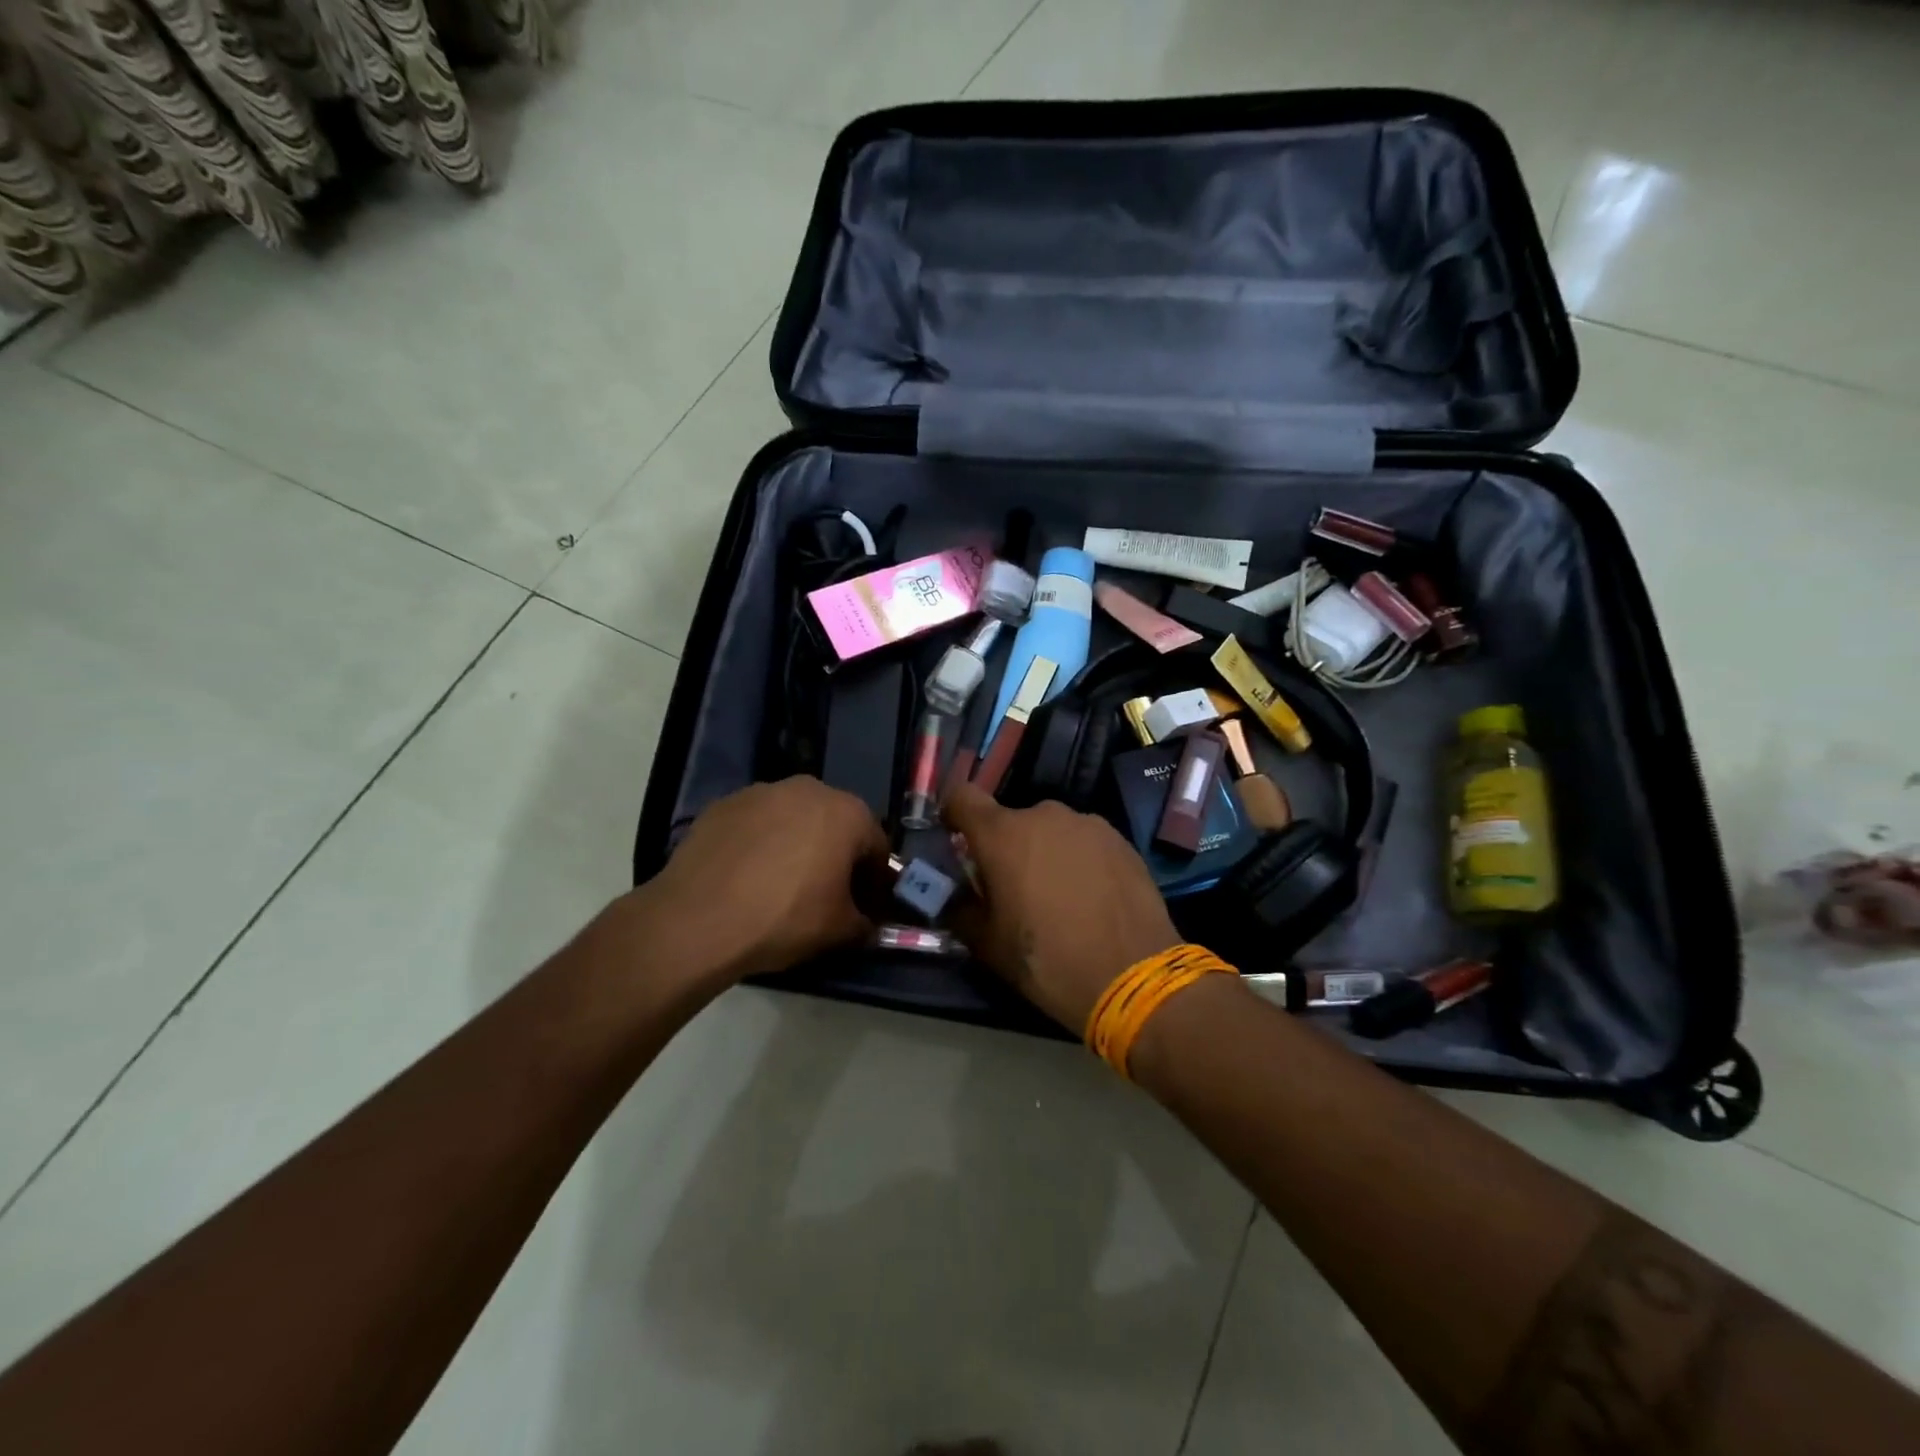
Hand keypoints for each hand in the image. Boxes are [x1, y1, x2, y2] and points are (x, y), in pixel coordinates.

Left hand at [641, 776, 889, 984]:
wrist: (697, 919)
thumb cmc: (784, 918)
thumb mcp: (839, 931)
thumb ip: (865, 923)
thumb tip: (868, 924)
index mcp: (847, 813)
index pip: (876, 845)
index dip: (874, 879)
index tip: (863, 906)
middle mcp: (809, 789)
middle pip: (835, 824)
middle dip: (835, 855)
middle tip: (825, 894)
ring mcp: (762, 791)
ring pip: (793, 819)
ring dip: (796, 844)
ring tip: (780, 885)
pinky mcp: (724, 804)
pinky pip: (756, 824)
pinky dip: (759, 843)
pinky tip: (746, 877)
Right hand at [944, 784, 1180, 1033]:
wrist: (1133, 976)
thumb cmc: (1048, 960)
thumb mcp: (988, 945)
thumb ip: (960, 910)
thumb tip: (952, 897)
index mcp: (1003, 834)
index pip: (962, 796)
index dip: (954, 814)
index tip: (955, 840)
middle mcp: (1044, 815)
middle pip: (1010, 821)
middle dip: (1005, 848)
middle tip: (1012, 889)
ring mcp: (1087, 823)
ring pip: (1050, 831)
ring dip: (1044, 852)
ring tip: (1058, 896)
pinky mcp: (1120, 839)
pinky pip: (1084, 841)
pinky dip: (1078, 859)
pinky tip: (1091, 897)